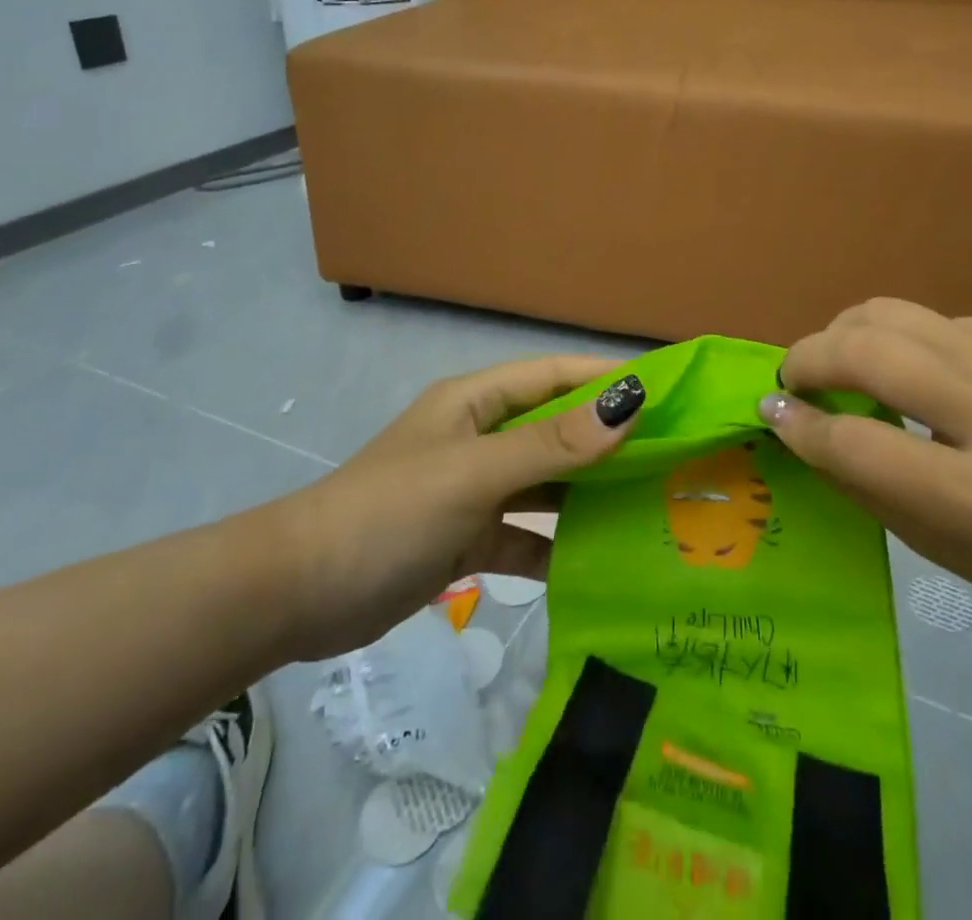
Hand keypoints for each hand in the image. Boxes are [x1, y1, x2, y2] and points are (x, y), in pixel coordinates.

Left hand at [279, 356, 643, 657]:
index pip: (553, 376)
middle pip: (555, 430)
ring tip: (651, 508)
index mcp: (476, 403)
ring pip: (545, 484)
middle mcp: (479, 438)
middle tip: (672, 455)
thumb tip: (628, 404)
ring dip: (588, 494)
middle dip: (607, 440)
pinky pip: (525, 535)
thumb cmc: (389, 513)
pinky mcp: (468, 539)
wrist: (299, 596)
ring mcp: (474, 490)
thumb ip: (551, 444)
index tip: (666, 389)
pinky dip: (557, 546)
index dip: (604, 377)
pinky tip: (600, 564)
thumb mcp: (474, 473)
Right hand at [758, 299, 971, 625]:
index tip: (771, 411)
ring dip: (846, 333)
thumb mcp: (956, 555)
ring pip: (895, 314)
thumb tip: (799, 423)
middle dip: (809, 356)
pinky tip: (919, 370)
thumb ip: (871, 485)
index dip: (801, 425)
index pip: (862, 444)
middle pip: (871, 353)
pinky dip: (906, 342)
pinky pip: (938, 322)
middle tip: (792, 376)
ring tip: (836, 359)